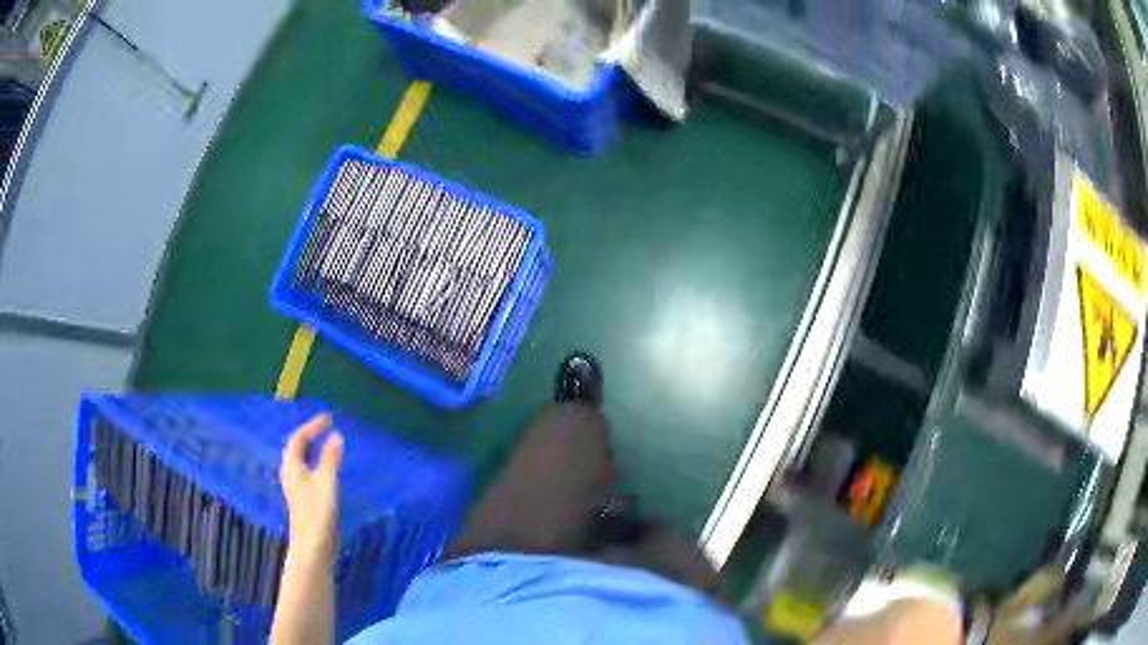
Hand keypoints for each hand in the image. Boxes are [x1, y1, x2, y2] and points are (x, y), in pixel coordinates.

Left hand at [280, 414, 343, 566]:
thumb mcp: (327, 480)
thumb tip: (336, 435)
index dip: (312, 426)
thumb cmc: (318, 511)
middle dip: (310, 436)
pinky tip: (328, 469)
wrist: (313, 545)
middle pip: (297, 449)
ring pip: (303, 461)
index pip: (298, 439)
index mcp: (292, 466)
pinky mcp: (305, 499)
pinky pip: (309, 471)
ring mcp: (297, 488)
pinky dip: (318, 463)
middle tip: (327, 427)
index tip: (328, 418)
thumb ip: (331, 457)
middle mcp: (291, 474)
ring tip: (328, 443)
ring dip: (314, 449)